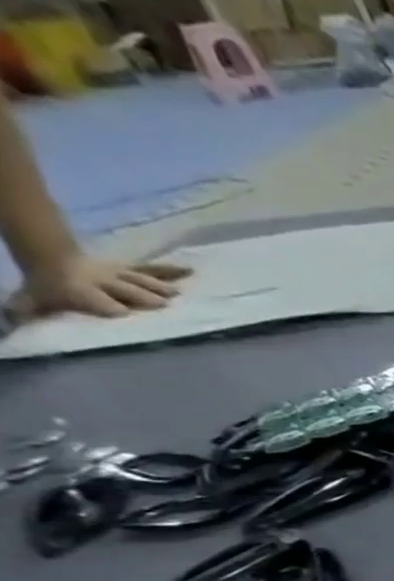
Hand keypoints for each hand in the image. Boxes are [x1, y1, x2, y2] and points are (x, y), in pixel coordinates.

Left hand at [14, 254, 189, 318]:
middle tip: (160, 305)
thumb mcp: (30, 300)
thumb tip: (12, 320)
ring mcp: (118, 273)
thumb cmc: (48, 288)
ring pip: (140, 280)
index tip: (124, 314)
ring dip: (157, 287)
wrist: (50, 260)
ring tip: (174, 294)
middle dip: (141, 296)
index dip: (110, 307)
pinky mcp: (130, 269)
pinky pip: (151, 269)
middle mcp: (104, 281)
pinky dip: (170, 270)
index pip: (100, 302)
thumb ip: (25, 310)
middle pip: (126, 290)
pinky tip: (189, 270)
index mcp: (81, 291)